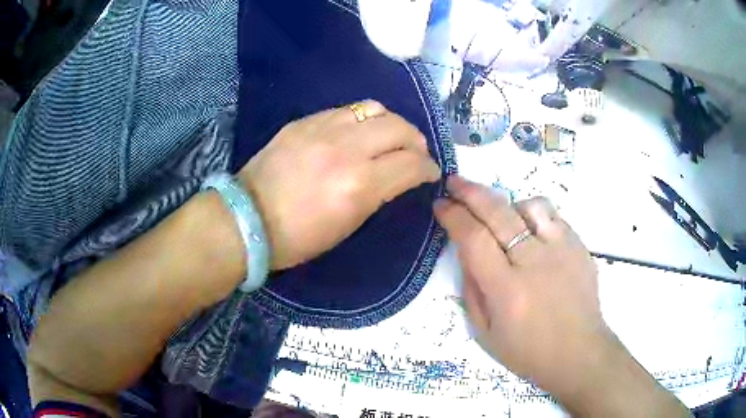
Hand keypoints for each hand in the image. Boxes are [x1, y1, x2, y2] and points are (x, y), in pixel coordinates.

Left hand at [238, 100, 440, 269]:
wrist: (247, 219)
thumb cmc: (298, 237)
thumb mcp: (347, 225)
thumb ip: (377, 194)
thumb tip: (396, 176)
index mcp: (360, 185)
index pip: (412, 164)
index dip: (428, 168)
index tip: (430, 173)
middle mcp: (347, 149)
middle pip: (400, 127)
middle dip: (417, 141)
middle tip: (415, 153)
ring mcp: (323, 129)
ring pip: (375, 108)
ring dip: (391, 123)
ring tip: (388, 137)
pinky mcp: (305, 121)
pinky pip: (346, 110)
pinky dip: (362, 120)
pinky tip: (357, 133)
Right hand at [434, 175, 607, 397]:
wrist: (578, 353)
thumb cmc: (528, 352)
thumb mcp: (486, 332)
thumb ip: (472, 290)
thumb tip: (465, 252)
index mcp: (508, 291)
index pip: (474, 239)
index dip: (453, 216)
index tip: (441, 205)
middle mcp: (535, 263)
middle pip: (499, 212)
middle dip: (471, 192)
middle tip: (455, 182)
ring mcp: (562, 250)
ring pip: (529, 205)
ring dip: (507, 203)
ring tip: (500, 214)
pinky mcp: (579, 246)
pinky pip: (553, 216)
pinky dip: (534, 214)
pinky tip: (529, 228)